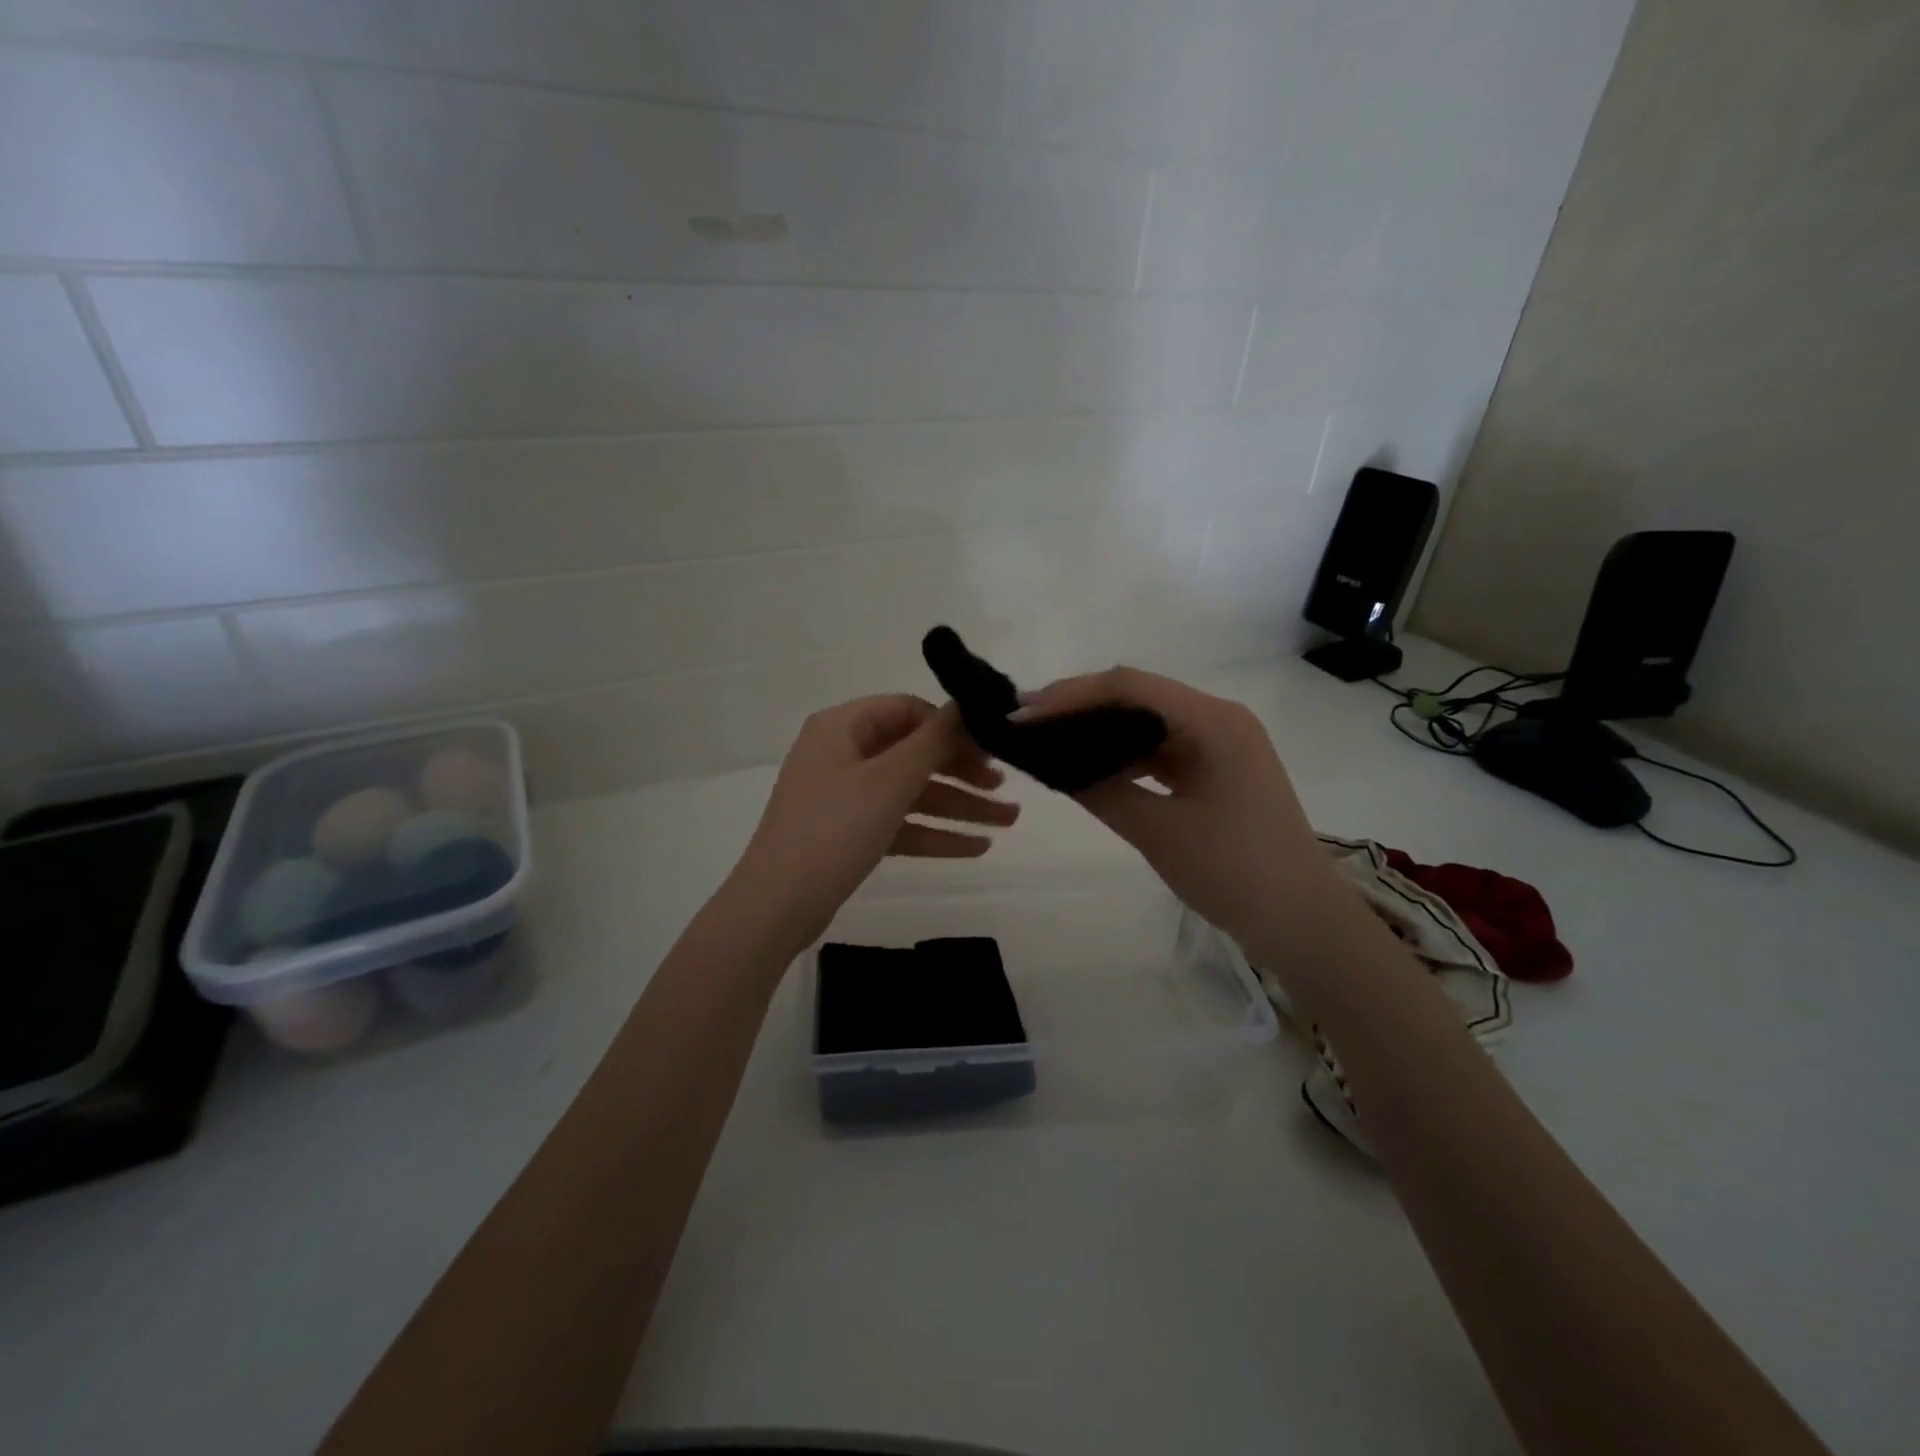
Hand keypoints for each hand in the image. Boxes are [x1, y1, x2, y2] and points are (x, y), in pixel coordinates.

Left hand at [727, 694, 1019, 951]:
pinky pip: (899, 822)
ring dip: (958, 805)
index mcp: (842, 727)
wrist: (778, 906)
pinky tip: (977, 847)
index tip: (992, 746)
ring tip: (1009, 820)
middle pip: (913, 752)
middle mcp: (842, 754)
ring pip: (911, 792)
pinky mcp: (849, 833)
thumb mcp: (890, 780)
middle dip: (963, 771)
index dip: (951, 726)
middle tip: (1005, 787)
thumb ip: (934, 740)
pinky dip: (934, 832)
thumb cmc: (834, 829)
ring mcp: (844, 795)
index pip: (908, 710)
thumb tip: (967, 703)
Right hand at [1014, 668, 1335, 953]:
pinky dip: (1122, 754)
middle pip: (1138, 696)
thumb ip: (1102, 791)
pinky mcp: (1214, 769)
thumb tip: (1052, 763)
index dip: (1071, 695)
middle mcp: (1218, 719)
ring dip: (1099, 729)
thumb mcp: (1159, 832)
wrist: (1301, 922)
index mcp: (1214, 721)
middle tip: (1025, 722)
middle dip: (1079, 706)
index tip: (1023, 713)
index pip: (1130, 687)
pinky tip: (1088, 765)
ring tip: (1047, 740)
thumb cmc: (1236, 873)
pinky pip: (1159, 749)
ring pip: (1146, 722)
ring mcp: (1218, 744)